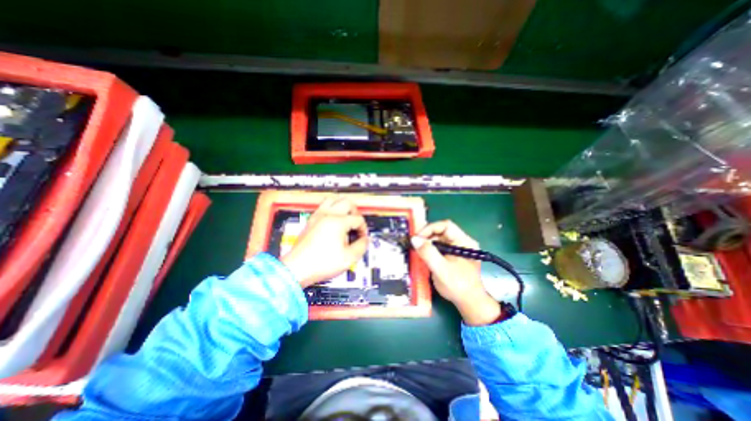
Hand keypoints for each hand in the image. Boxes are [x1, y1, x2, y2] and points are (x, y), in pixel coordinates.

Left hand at [280, 197, 368, 286]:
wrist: (297, 268)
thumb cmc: (322, 263)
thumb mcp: (348, 258)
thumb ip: (361, 246)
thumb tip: (365, 239)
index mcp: (338, 222)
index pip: (358, 219)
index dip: (363, 228)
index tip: (362, 238)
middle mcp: (328, 214)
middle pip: (347, 202)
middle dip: (356, 212)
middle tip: (356, 224)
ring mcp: (318, 215)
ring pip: (333, 199)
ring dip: (343, 206)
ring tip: (346, 218)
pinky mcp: (311, 220)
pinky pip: (323, 205)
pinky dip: (331, 208)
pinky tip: (333, 220)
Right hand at [413, 220, 499, 325]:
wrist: (469, 302)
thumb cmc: (458, 286)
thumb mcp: (441, 269)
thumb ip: (428, 253)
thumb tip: (414, 239)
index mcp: (464, 242)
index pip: (446, 226)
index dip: (430, 229)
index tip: (417, 238)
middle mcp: (462, 241)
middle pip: (441, 231)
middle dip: (427, 236)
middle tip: (415, 245)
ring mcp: (458, 248)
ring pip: (439, 238)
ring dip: (427, 243)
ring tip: (418, 251)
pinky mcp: (453, 254)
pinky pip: (440, 246)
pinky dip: (430, 249)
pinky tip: (424, 256)